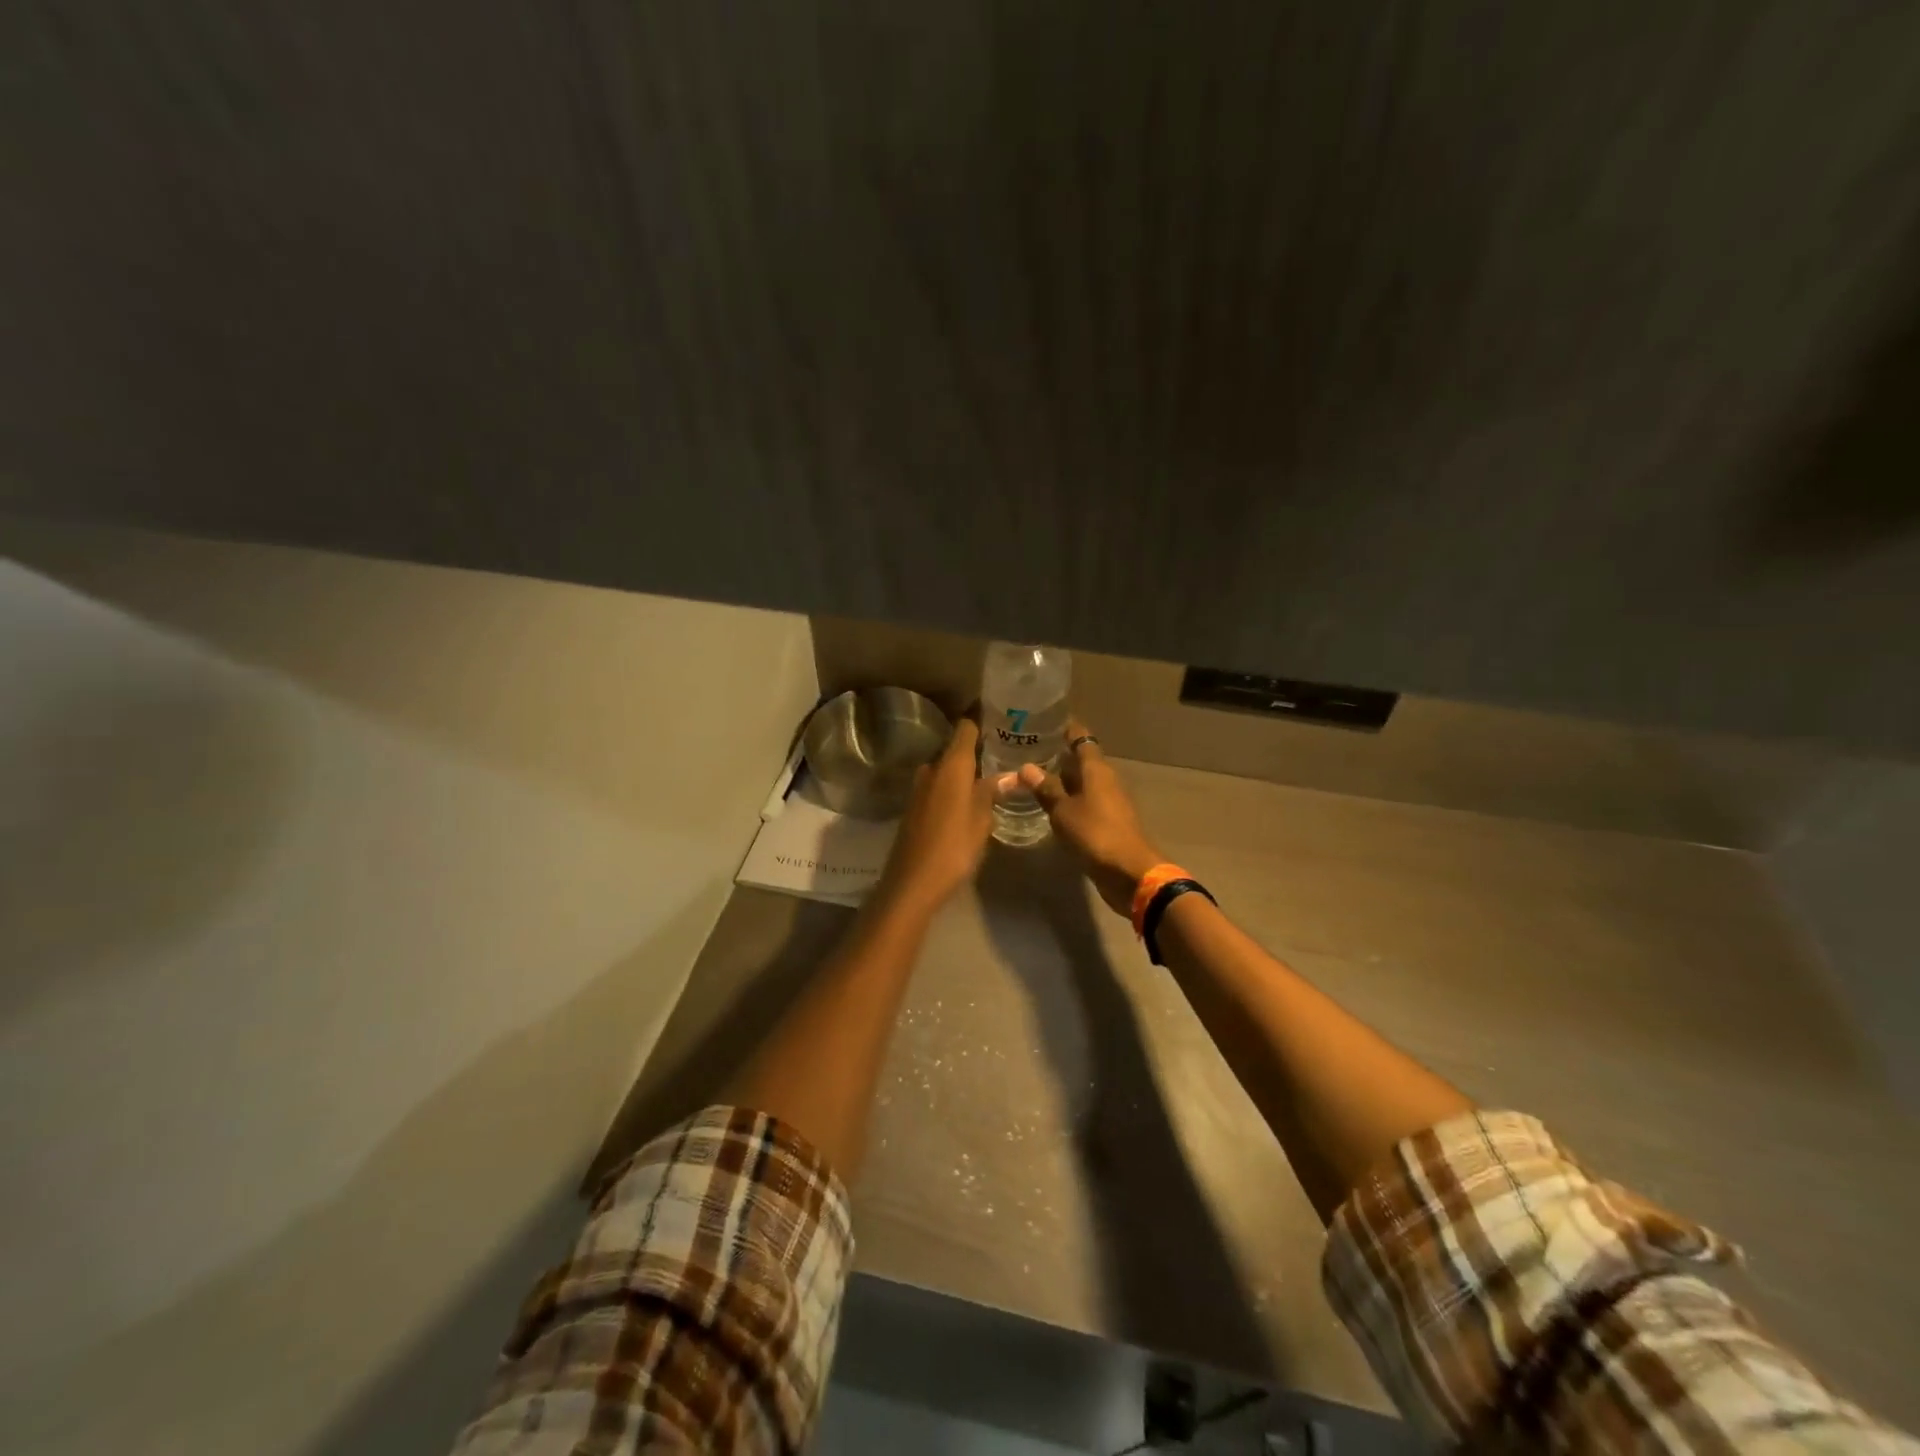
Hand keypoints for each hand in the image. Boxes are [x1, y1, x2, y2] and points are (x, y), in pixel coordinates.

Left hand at [878, 716, 996, 911]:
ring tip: (991, 778)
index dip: (982, 722)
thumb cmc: (954, 847)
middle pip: (955, 749)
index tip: (1001, 721)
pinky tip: (968, 800)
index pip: (966, 729)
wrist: (912, 882)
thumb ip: (992, 792)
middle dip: (977, 751)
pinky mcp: (914, 806)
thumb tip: (1010, 774)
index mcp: (951, 766)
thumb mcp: (981, 820)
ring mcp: (919, 788)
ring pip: (946, 770)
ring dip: (964, 772)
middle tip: (1004, 754)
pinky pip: (938, 787)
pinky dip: (953, 787)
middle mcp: (931, 769)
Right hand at [1017, 719, 1163, 916]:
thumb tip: (1026, 767)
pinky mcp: (1108, 822)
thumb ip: (1046, 789)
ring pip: (1083, 782)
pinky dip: (1068, 800)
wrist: (1129, 872)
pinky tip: (1049, 805)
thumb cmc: (1095, 833)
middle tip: (1028, 750)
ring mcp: (1109, 801)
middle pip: (1082, 760)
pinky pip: (1085, 802)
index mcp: (1097, 769)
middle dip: (1058, 755)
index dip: (1065, 728)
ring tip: (1033, 777)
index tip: (1044, 721)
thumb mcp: (1063, 811)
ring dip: (1062, 779)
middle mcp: (1105, 780)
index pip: (1081, 738)